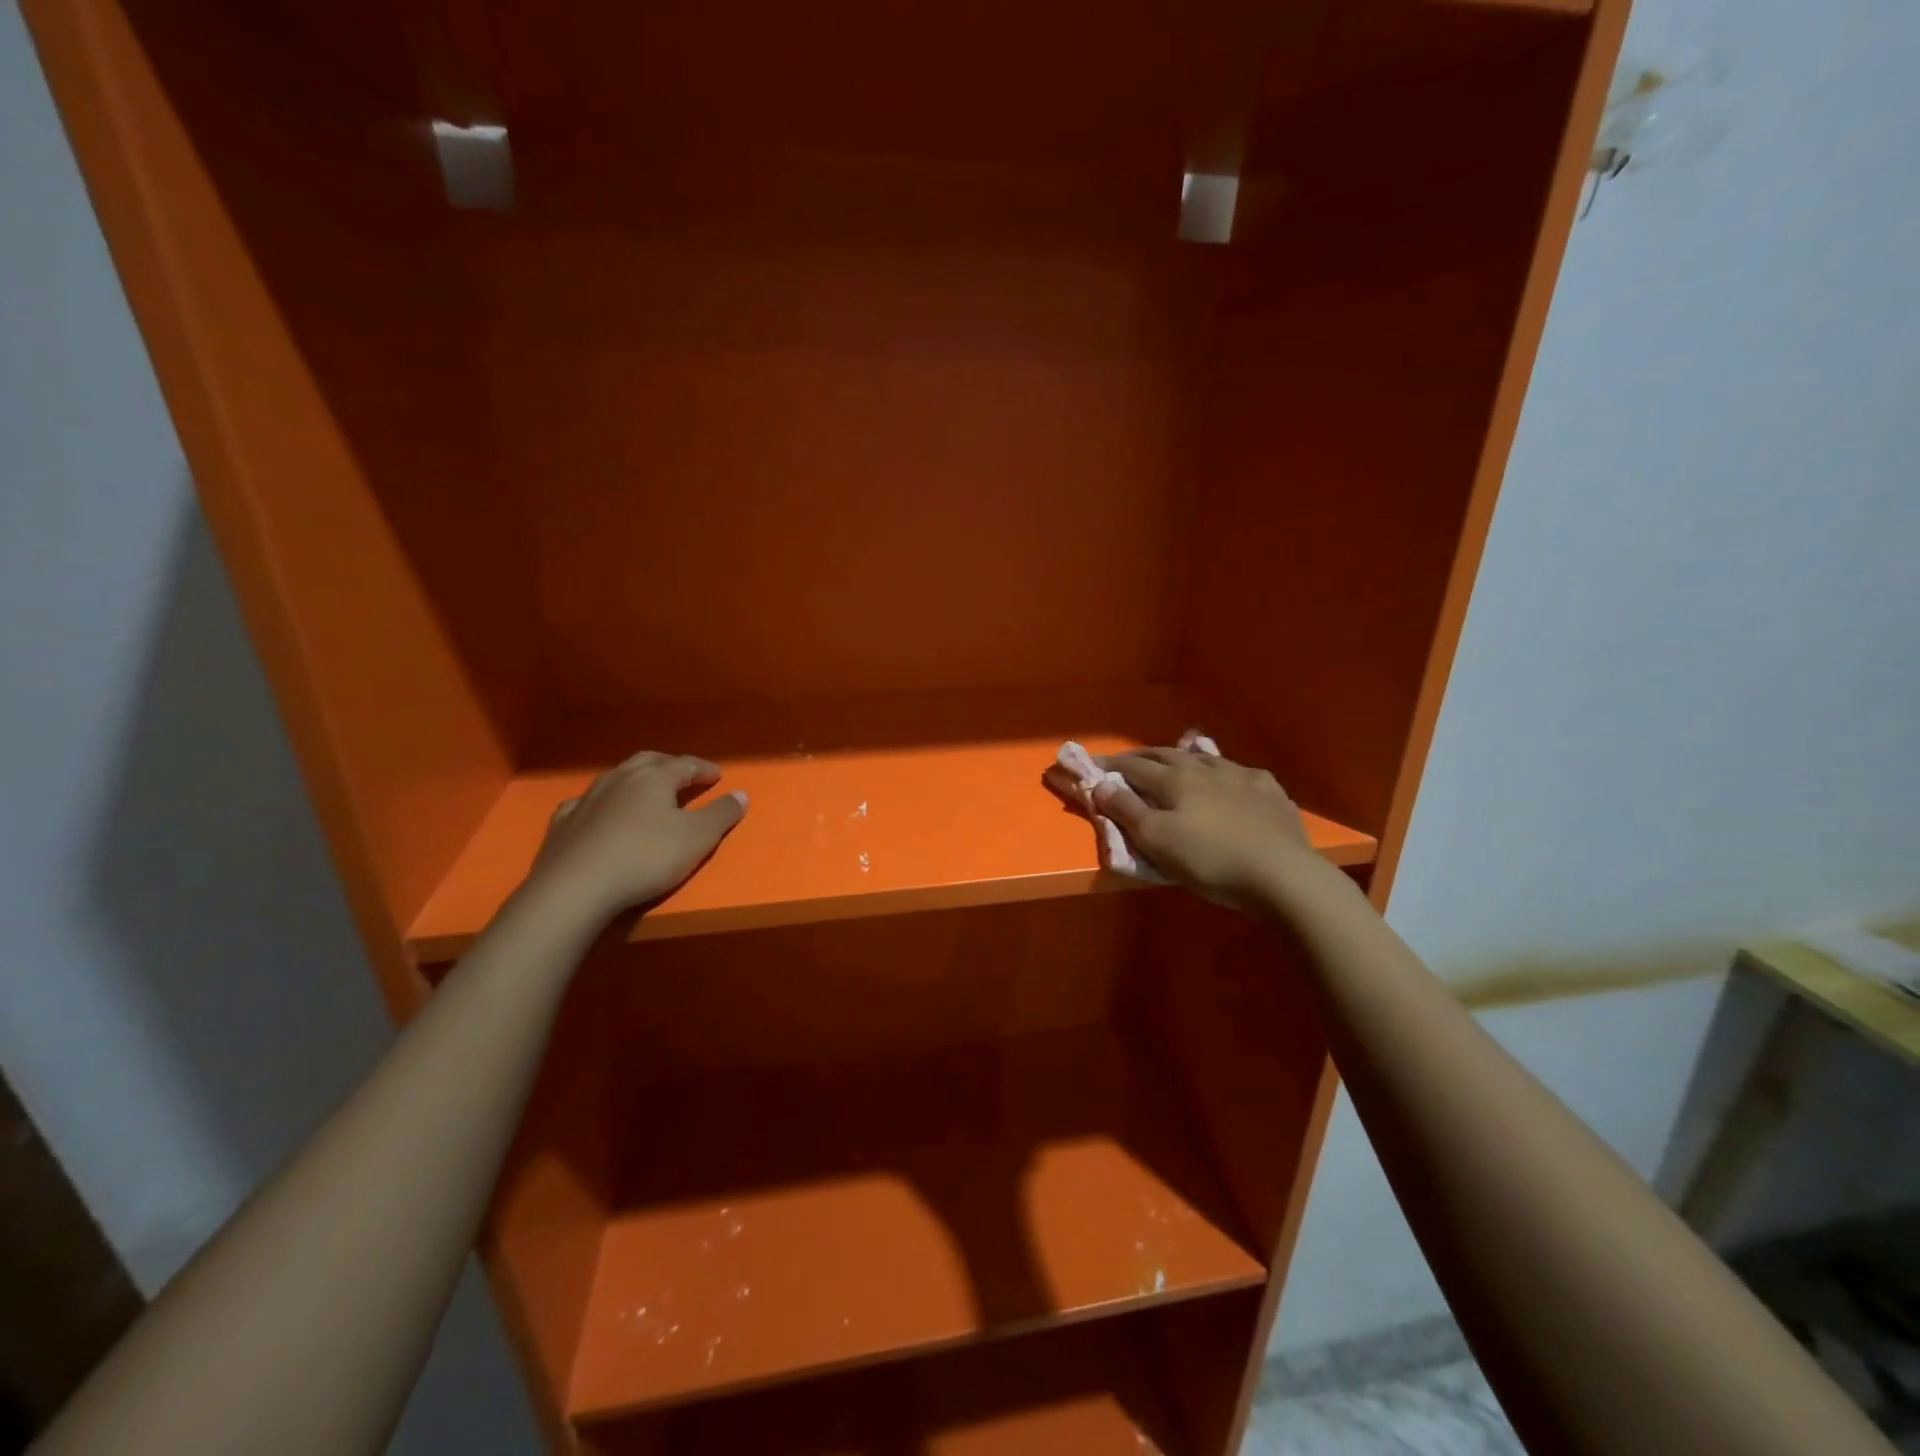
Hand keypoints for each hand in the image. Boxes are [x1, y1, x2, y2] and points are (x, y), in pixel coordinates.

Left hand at [527, 751, 747, 923]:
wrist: (575, 888)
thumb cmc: (646, 858)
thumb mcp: (698, 838)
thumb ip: (721, 814)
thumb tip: (741, 793)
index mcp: (654, 778)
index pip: (685, 764)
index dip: (704, 769)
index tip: (717, 776)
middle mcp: (619, 779)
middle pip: (648, 762)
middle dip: (668, 765)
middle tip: (683, 774)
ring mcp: (586, 799)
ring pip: (615, 778)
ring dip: (634, 780)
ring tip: (644, 791)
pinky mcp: (562, 824)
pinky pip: (584, 803)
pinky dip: (600, 804)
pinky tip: (598, 813)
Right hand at [1094, 747, 1325, 912]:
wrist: (1281, 874)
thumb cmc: (1209, 859)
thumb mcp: (1157, 840)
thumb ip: (1127, 810)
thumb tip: (1101, 784)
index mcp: (1175, 780)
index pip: (1135, 766)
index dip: (1112, 765)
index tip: (1095, 763)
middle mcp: (1207, 769)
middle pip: (1169, 755)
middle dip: (1145, 756)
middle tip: (1130, 760)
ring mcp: (1243, 777)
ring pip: (1207, 759)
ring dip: (1186, 759)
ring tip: (1180, 762)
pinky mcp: (1271, 793)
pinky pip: (1243, 775)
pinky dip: (1227, 775)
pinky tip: (1232, 782)